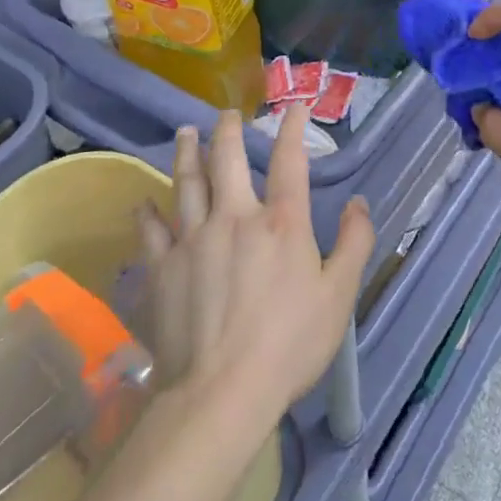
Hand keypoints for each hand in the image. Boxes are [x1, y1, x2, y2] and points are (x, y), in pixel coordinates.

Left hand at [137, 106, 373, 419]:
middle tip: (226, 114)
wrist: (219, 394)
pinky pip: (151, 230)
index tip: (294, 106)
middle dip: (229, 131)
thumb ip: (354, 242)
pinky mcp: (162, 269)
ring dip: (187, 154)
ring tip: (186, 133)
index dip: (292, 128)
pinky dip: (147, 212)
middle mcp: (235, 217)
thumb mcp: (339, 295)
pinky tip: (142, 201)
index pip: (289, 160)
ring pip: (187, 183)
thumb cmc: (289, 344)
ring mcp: (193, 240)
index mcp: (281, 222)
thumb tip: (358, 202)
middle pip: (228, 160)